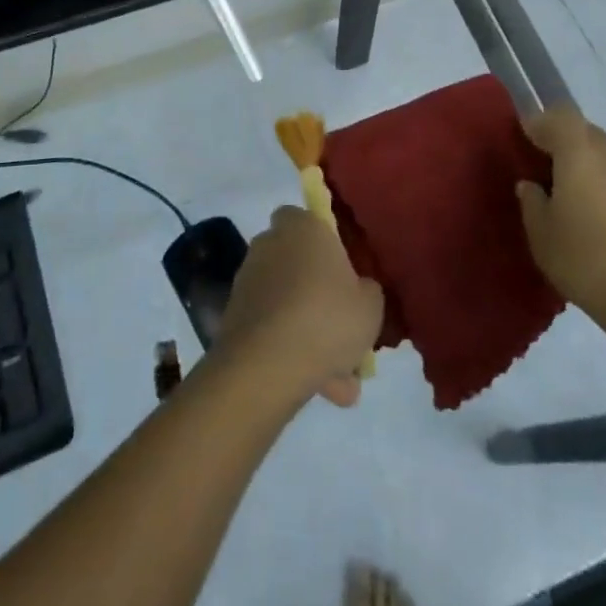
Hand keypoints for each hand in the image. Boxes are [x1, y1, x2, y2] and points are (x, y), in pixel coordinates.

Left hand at [217, 207, 383, 408]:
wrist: (266, 364)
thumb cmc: (327, 318)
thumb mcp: (371, 306)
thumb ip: (367, 291)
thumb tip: (358, 290)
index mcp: (303, 227)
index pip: (307, 219)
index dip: (324, 244)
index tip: (342, 274)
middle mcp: (270, 244)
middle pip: (297, 264)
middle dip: (318, 296)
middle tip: (343, 332)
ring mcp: (248, 279)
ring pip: (288, 304)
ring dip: (308, 333)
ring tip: (339, 381)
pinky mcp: (234, 315)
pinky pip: (273, 329)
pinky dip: (291, 352)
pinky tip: (318, 387)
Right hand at [517, 107, 605, 364]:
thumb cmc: (586, 262)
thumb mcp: (541, 235)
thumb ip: (532, 202)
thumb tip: (531, 185)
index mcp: (579, 155)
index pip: (559, 116)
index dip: (540, 122)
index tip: (525, 138)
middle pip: (586, 131)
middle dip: (564, 140)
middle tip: (546, 166)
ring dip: (588, 164)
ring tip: (574, 197)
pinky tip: (602, 221)